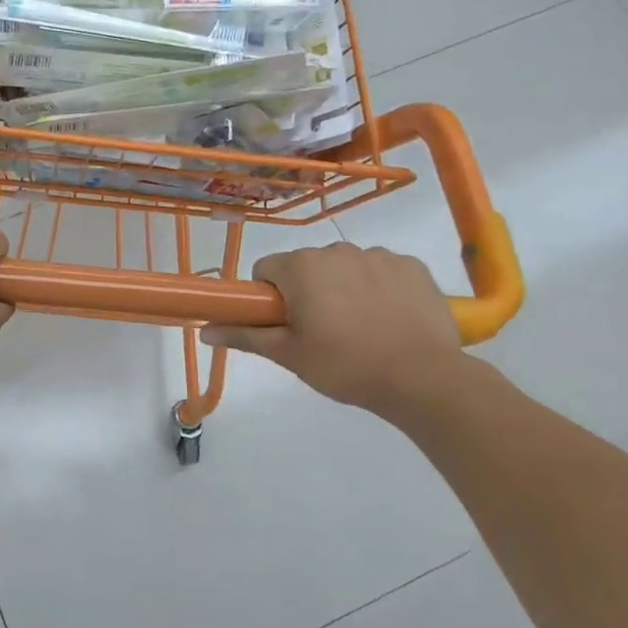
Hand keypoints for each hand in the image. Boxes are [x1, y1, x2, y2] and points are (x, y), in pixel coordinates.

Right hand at [201, 243, 468, 422]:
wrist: (423, 378)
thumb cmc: (344, 365)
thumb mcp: (288, 354)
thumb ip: (244, 335)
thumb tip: (203, 329)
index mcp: (301, 266)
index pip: (266, 269)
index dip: (269, 297)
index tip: (284, 325)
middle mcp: (337, 250)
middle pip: (306, 267)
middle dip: (307, 293)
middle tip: (320, 334)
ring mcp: (379, 255)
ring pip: (345, 268)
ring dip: (343, 289)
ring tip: (360, 331)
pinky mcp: (412, 266)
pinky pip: (382, 272)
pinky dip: (380, 290)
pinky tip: (389, 321)